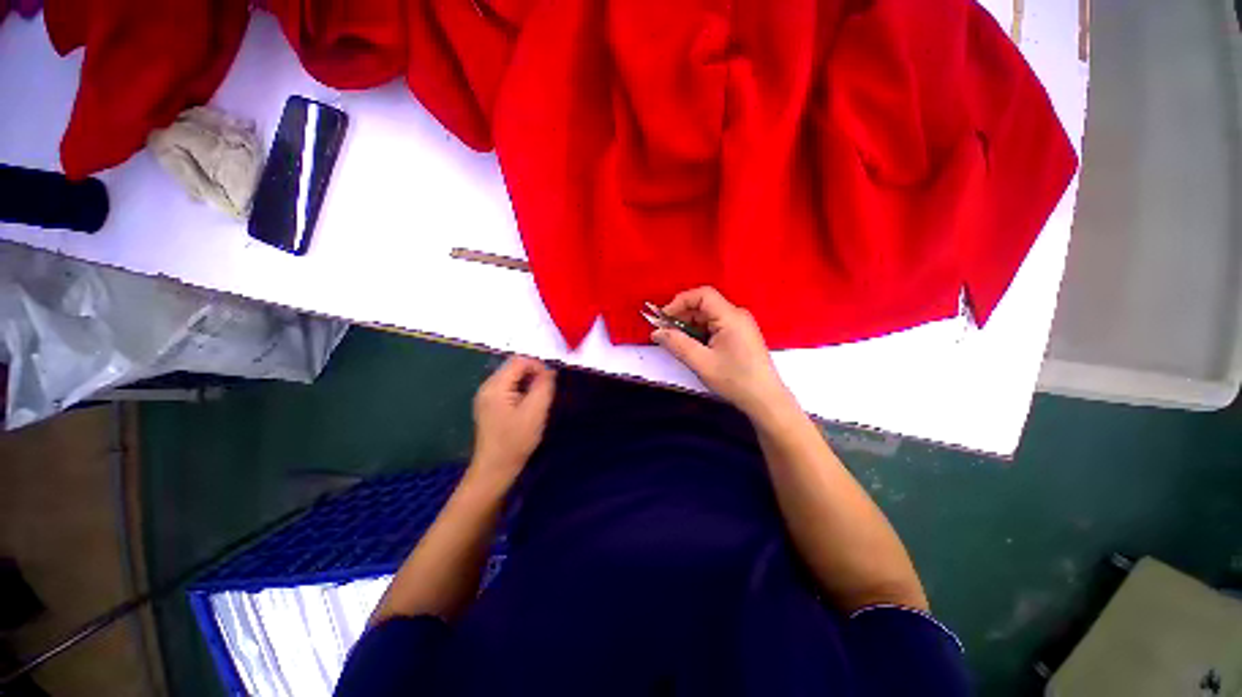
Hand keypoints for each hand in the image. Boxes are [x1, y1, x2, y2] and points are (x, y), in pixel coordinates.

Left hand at [470, 356, 555, 486]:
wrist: (494, 469)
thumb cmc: (515, 440)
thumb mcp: (535, 411)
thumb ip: (544, 386)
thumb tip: (549, 370)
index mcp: (495, 386)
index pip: (519, 361)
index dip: (538, 366)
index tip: (550, 383)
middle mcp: (487, 387)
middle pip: (514, 368)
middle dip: (534, 375)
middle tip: (545, 393)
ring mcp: (486, 396)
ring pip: (512, 378)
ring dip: (529, 384)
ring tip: (538, 402)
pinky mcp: (489, 406)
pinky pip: (508, 389)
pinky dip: (522, 392)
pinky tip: (528, 408)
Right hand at [653, 287, 794, 418]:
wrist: (765, 399)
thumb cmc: (735, 380)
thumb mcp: (701, 362)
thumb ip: (677, 344)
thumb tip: (656, 332)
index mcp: (730, 317)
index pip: (702, 295)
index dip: (680, 302)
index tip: (664, 318)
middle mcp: (737, 315)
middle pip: (704, 305)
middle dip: (683, 316)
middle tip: (666, 333)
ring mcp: (740, 325)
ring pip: (709, 316)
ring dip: (690, 326)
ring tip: (677, 342)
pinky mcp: (740, 335)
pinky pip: (715, 325)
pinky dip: (701, 332)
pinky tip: (693, 347)